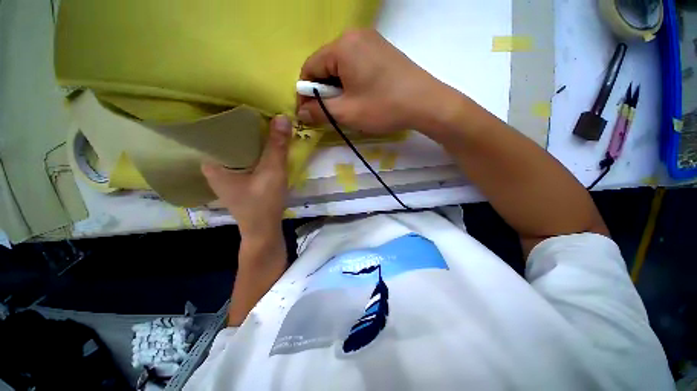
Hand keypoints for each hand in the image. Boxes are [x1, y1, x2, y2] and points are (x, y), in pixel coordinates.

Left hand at [202, 115, 291, 242]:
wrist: (264, 230)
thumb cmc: (263, 203)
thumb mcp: (272, 172)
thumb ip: (277, 145)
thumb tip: (282, 116)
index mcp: (212, 163)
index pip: (214, 131)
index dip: (229, 116)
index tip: (243, 103)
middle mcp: (215, 166)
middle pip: (228, 140)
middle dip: (244, 127)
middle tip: (258, 111)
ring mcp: (227, 175)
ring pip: (238, 150)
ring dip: (252, 139)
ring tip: (263, 123)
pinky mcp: (239, 180)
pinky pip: (245, 158)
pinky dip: (256, 151)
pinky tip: (265, 144)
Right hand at [296, 29, 452, 134]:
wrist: (426, 103)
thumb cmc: (383, 107)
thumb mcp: (347, 112)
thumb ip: (320, 111)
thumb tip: (300, 113)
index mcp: (342, 46)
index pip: (310, 68)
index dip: (305, 92)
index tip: (307, 112)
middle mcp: (355, 37)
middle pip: (325, 65)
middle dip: (323, 91)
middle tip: (329, 113)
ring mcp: (371, 42)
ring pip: (341, 66)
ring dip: (337, 88)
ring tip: (346, 107)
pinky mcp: (382, 51)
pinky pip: (356, 65)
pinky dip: (351, 82)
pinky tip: (359, 97)